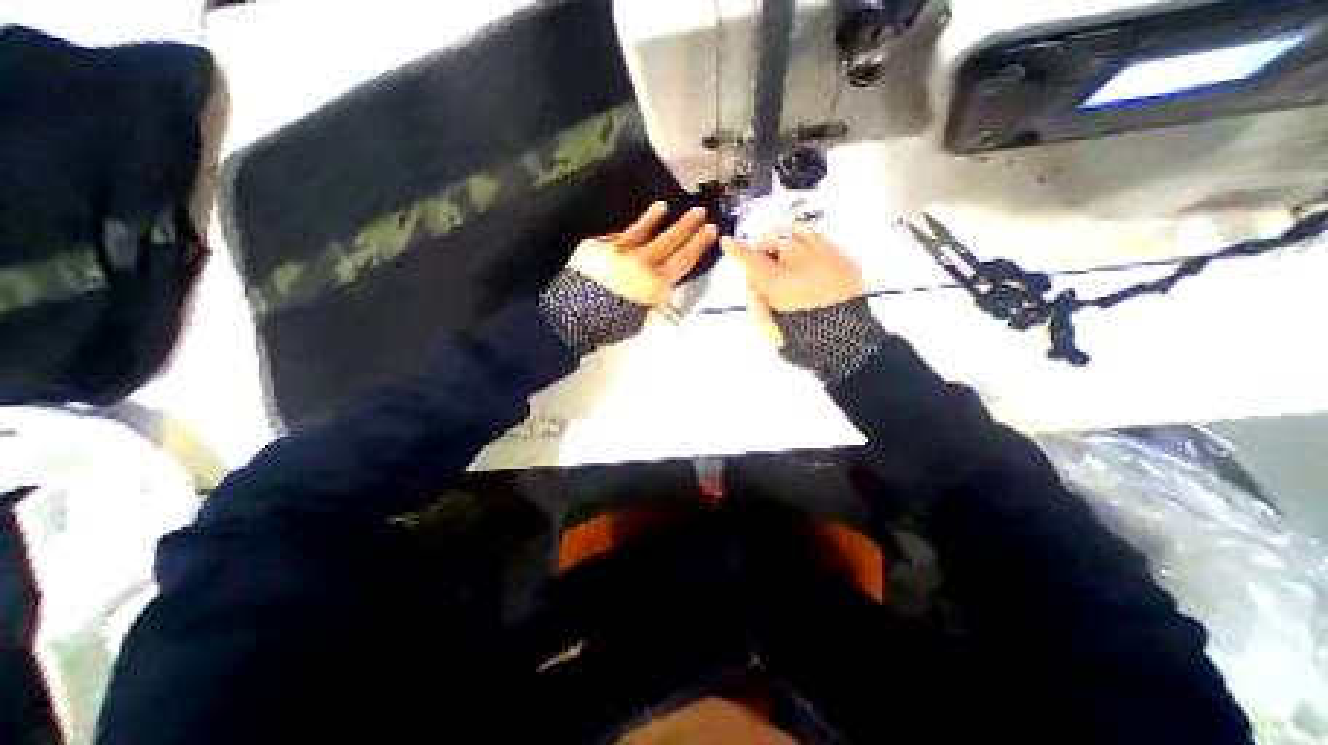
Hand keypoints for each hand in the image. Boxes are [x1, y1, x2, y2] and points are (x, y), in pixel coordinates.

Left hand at [569, 201, 722, 305]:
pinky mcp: (596, 245)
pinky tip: (626, 237)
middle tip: (699, 210)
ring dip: (654, 218)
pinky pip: (614, 238)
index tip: (710, 228)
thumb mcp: (644, 316)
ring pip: (641, 230)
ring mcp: (617, 249)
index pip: (683, 259)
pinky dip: (623, 238)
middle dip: (687, 224)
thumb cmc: (612, 325)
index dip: (699, 244)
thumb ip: (656, 295)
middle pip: (669, 240)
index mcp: (655, 283)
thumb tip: (662, 282)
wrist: (571, 318)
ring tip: (662, 206)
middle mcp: (640, 262)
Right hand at [721, 225, 867, 345]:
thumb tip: (752, 277)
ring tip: (788, 252)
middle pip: (776, 236)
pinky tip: (812, 263)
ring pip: (801, 231)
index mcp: (778, 282)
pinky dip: (812, 248)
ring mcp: (826, 257)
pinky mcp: (845, 260)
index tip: (729, 242)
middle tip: (764, 255)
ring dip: (789, 239)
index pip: (751, 259)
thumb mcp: (767, 325)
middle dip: (765, 243)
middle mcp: (801, 263)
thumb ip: (755, 298)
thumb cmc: (800, 338)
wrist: (845, 342)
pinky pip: (825, 242)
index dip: (737, 250)